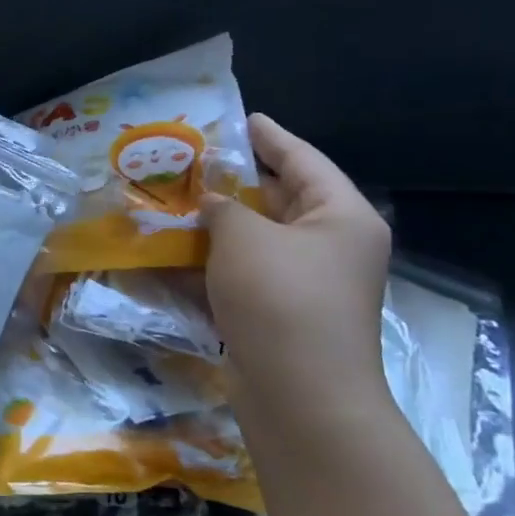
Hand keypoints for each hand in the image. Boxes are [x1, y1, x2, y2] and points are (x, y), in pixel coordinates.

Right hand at [201, 115, 391, 425]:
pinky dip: (214, 264)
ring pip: (257, 240)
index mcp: (341, 217)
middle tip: (192, 161)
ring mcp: (308, 284)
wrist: (300, 396)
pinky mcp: (282, 314)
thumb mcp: (244, 237)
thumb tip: (212, 204)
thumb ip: (223, 208)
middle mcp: (331, 246)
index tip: (242, 118)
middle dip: (234, 183)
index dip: (270, 137)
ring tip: (174, 202)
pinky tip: (173, 254)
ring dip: (217, 225)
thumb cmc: (281, 299)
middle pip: (280, 200)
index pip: (303, 161)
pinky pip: (245, 274)